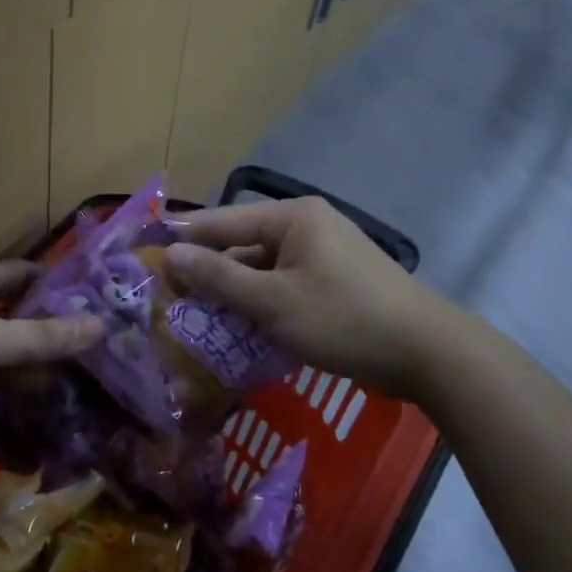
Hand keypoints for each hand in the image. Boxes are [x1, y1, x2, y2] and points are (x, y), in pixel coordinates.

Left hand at [0, 261, 103, 433]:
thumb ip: (42, 338)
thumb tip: (102, 326)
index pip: (20, 276)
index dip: (54, 283)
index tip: (94, 302)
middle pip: (15, 334)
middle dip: (50, 354)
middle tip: (97, 376)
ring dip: (26, 402)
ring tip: (73, 423)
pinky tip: (30, 458)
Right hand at [163, 198, 461, 399]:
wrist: (428, 354)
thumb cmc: (344, 319)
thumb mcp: (273, 302)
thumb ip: (218, 277)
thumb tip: (169, 254)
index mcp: (291, 218)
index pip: (219, 222)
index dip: (180, 241)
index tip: (142, 258)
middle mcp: (305, 227)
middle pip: (239, 246)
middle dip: (206, 275)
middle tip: (166, 302)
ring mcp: (321, 255)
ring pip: (259, 271)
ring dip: (232, 296)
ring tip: (194, 321)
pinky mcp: (332, 283)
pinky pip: (281, 287)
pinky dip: (259, 306)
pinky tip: (237, 332)